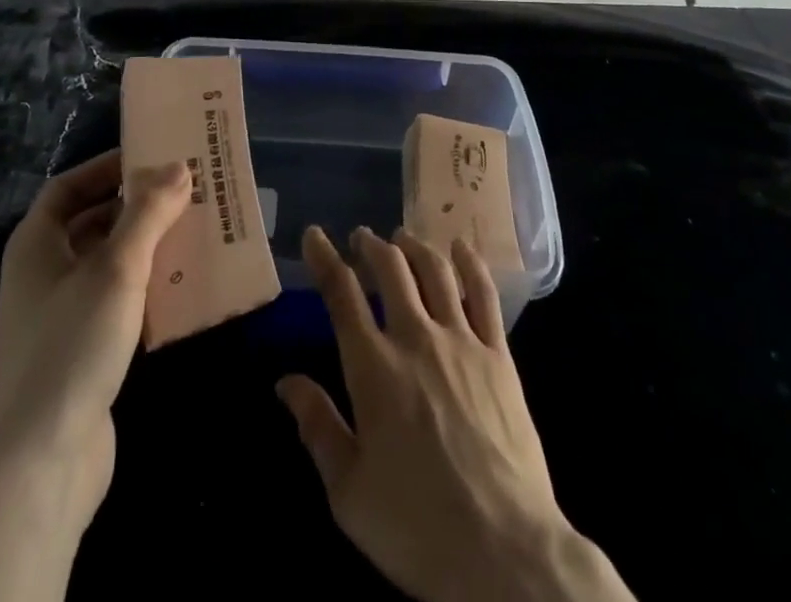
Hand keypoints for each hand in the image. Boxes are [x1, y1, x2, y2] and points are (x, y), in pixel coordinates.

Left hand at [0, 152, 188, 601]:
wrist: (42, 462)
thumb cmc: (73, 344)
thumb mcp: (117, 268)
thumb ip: (148, 213)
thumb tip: (179, 167)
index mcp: (36, 244)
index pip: (69, 187)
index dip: (107, 167)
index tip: (153, 157)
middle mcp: (42, 273)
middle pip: (93, 222)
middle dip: (137, 207)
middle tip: (186, 193)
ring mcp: (59, 315)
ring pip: (108, 264)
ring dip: (147, 247)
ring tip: (194, 232)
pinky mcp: (81, 351)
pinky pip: (116, 301)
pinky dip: (146, 288)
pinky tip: (183, 287)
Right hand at [278, 226, 632, 601]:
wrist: (505, 554)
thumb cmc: (417, 527)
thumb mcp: (348, 492)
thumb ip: (317, 428)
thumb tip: (286, 382)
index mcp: (373, 368)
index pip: (341, 294)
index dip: (324, 258)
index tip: (314, 236)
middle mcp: (415, 338)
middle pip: (390, 269)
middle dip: (371, 245)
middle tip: (362, 237)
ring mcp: (461, 342)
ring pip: (435, 271)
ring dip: (414, 247)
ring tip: (402, 238)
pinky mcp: (499, 356)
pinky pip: (484, 295)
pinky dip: (470, 263)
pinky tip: (461, 247)